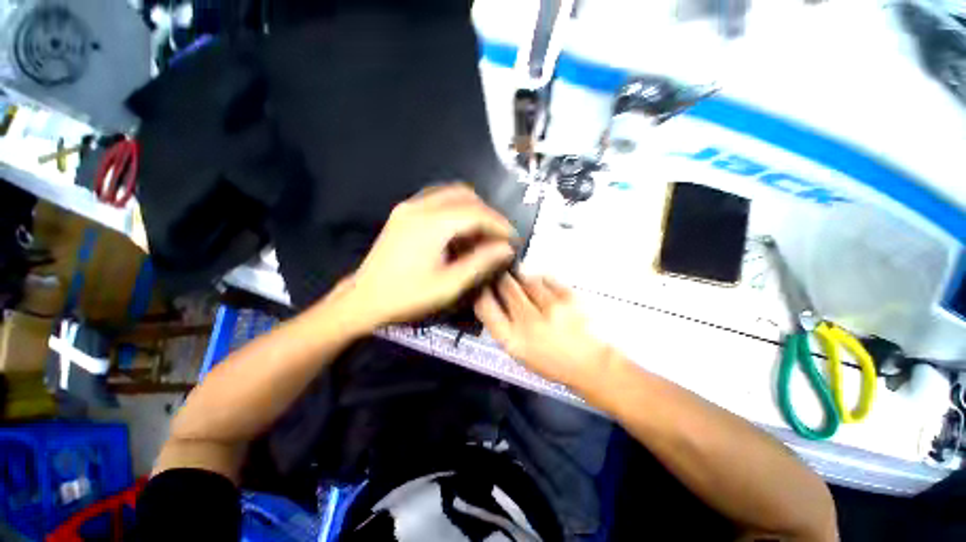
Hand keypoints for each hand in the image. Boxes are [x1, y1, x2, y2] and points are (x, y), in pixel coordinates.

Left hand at [344, 184, 516, 329]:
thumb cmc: (406, 297)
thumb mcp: (447, 286)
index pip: (476, 212)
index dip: (500, 224)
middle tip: (497, 238)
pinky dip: (453, 210)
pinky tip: (457, 233)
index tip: (513, 240)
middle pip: (464, 195)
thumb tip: (507, 248)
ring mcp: (408, 207)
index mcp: (431, 223)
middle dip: (486, 213)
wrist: (364, 298)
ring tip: (480, 236)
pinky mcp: (402, 213)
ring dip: (470, 209)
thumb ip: (480, 263)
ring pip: (449, 193)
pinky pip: (435, 200)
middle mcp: (419, 206)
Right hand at [474, 274, 613, 391]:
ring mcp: (551, 307)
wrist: (590, 364)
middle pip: (506, 287)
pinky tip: (544, 288)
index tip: (482, 288)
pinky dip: (543, 281)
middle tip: (502, 277)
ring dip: (523, 278)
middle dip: (502, 279)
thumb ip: (506, 329)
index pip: (486, 307)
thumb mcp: (521, 354)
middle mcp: (529, 322)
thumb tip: (495, 300)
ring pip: (527, 279)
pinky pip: (548, 279)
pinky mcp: (569, 297)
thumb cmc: (553, 364)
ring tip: (525, 283)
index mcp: (512, 341)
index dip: (481, 294)